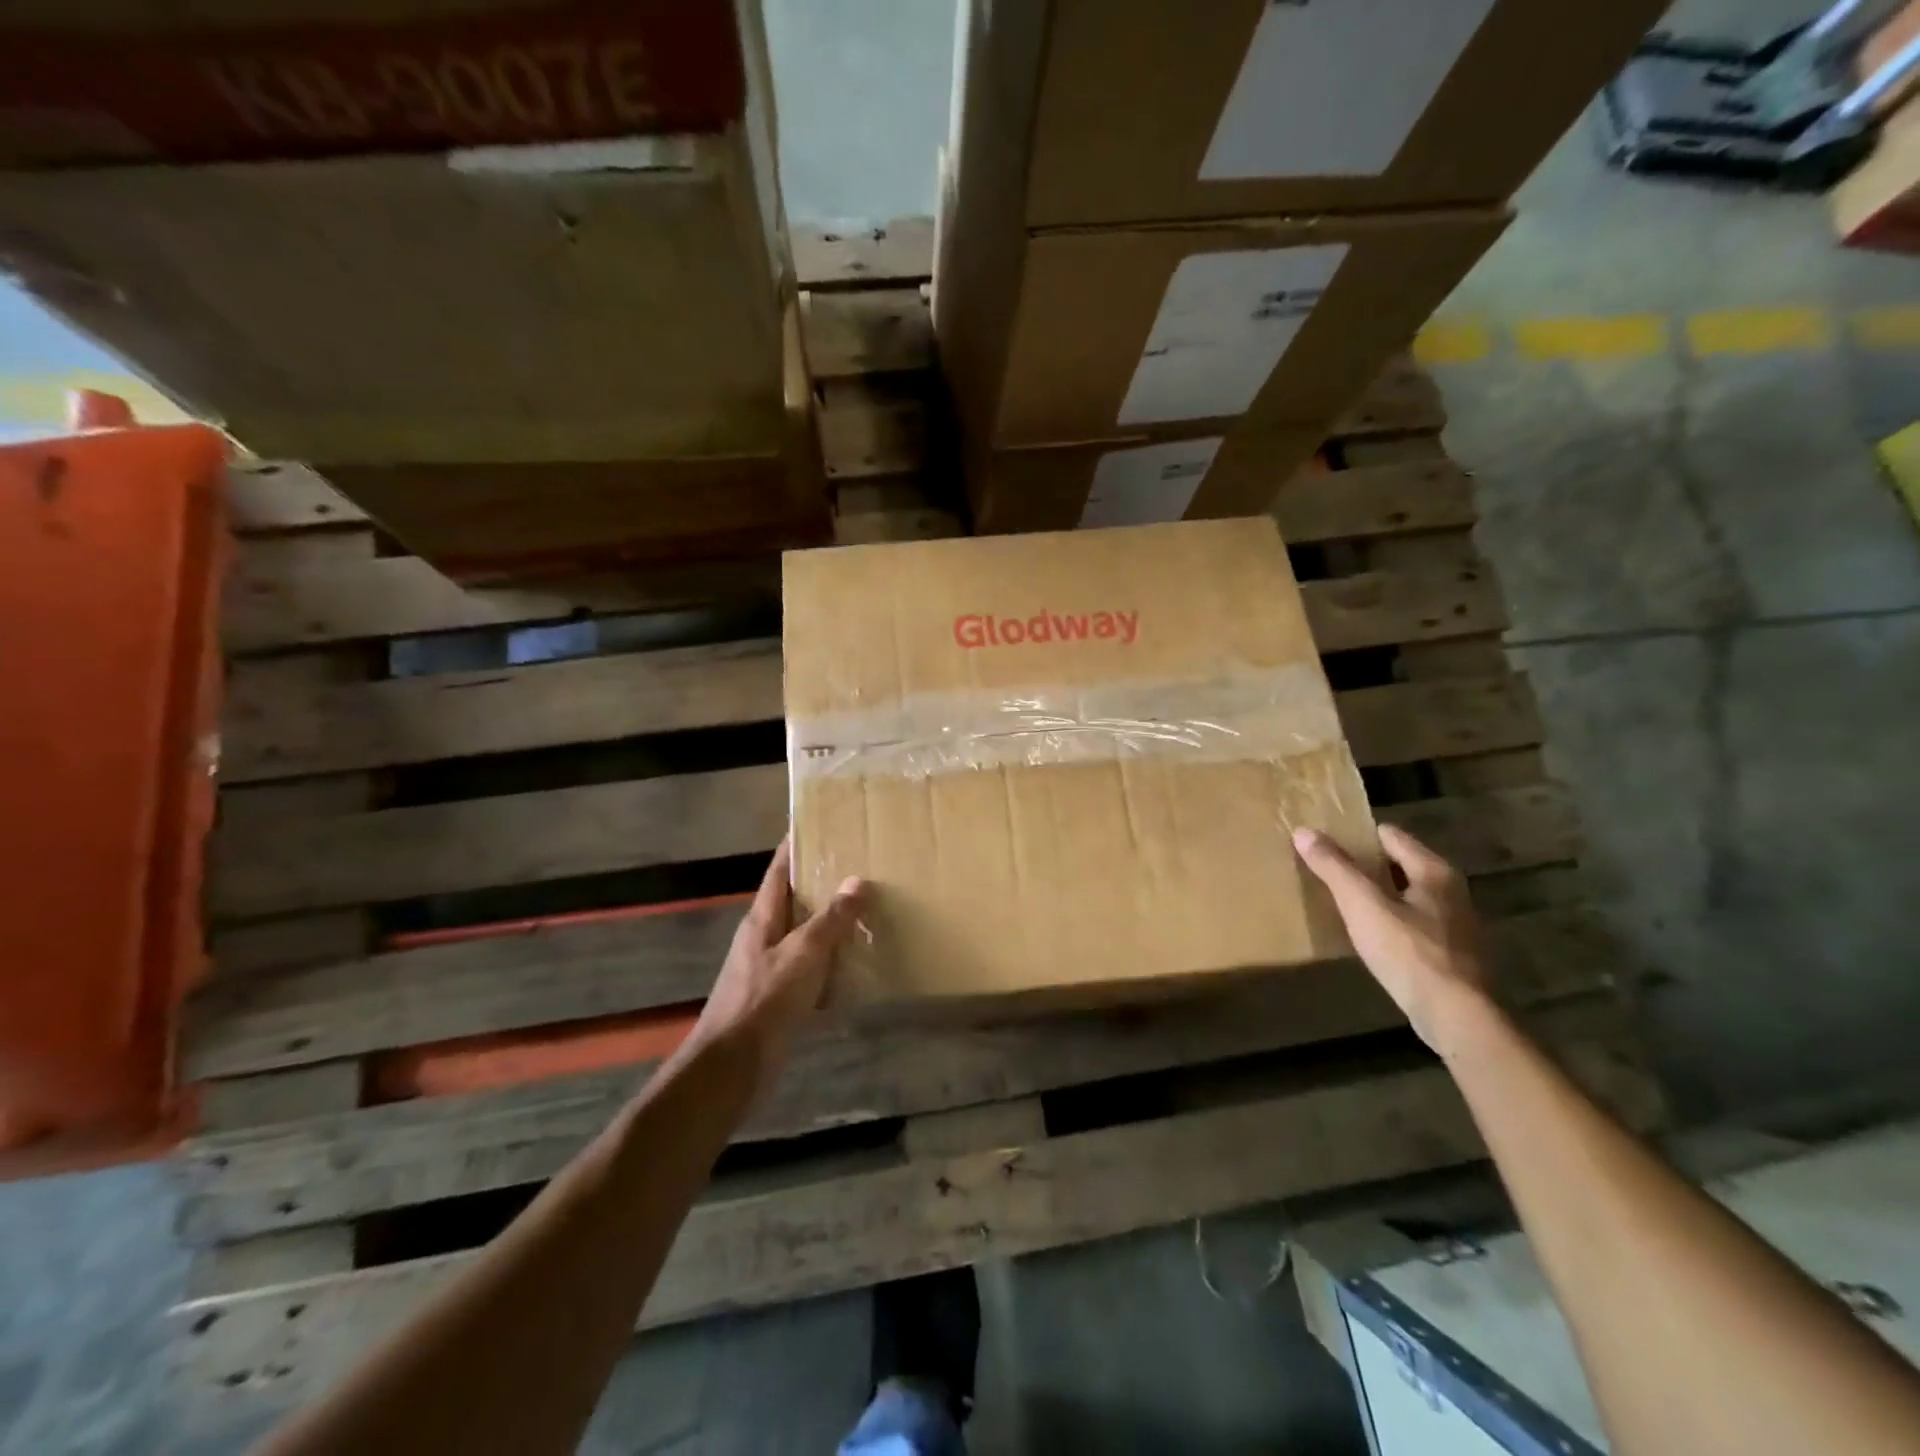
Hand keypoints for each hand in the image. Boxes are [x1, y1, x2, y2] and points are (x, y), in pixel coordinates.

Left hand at [690, 838, 865, 1076]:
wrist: (732, 1067)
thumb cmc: (764, 1002)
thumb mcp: (802, 954)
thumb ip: (831, 920)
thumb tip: (857, 881)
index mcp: (763, 918)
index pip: (780, 870)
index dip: (796, 845)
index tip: (820, 823)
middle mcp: (765, 938)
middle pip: (795, 901)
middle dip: (824, 884)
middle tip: (862, 866)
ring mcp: (772, 969)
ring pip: (807, 937)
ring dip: (833, 926)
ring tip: (870, 911)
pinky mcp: (781, 999)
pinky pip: (813, 972)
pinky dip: (834, 965)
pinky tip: (860, 967)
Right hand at [1293, 824, 1493, 1059]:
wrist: (1457, 1018)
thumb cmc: (1410, 953)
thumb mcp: (1362, 905)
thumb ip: (1334, 867)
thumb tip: (1303, 831)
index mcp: (1434, 871)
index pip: (1389, 835)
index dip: (1357, 835)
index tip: (1325, 842)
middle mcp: (1451, 890)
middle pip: (1399, 864)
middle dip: (1365, 866)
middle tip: (1327, 871)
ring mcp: (1456, 924)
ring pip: (1407, 895)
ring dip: (1378, 895)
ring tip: (1342, 902)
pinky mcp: (1452, 953)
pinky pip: (1414, 923)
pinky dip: (1391, 921)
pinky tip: (1369, 936)